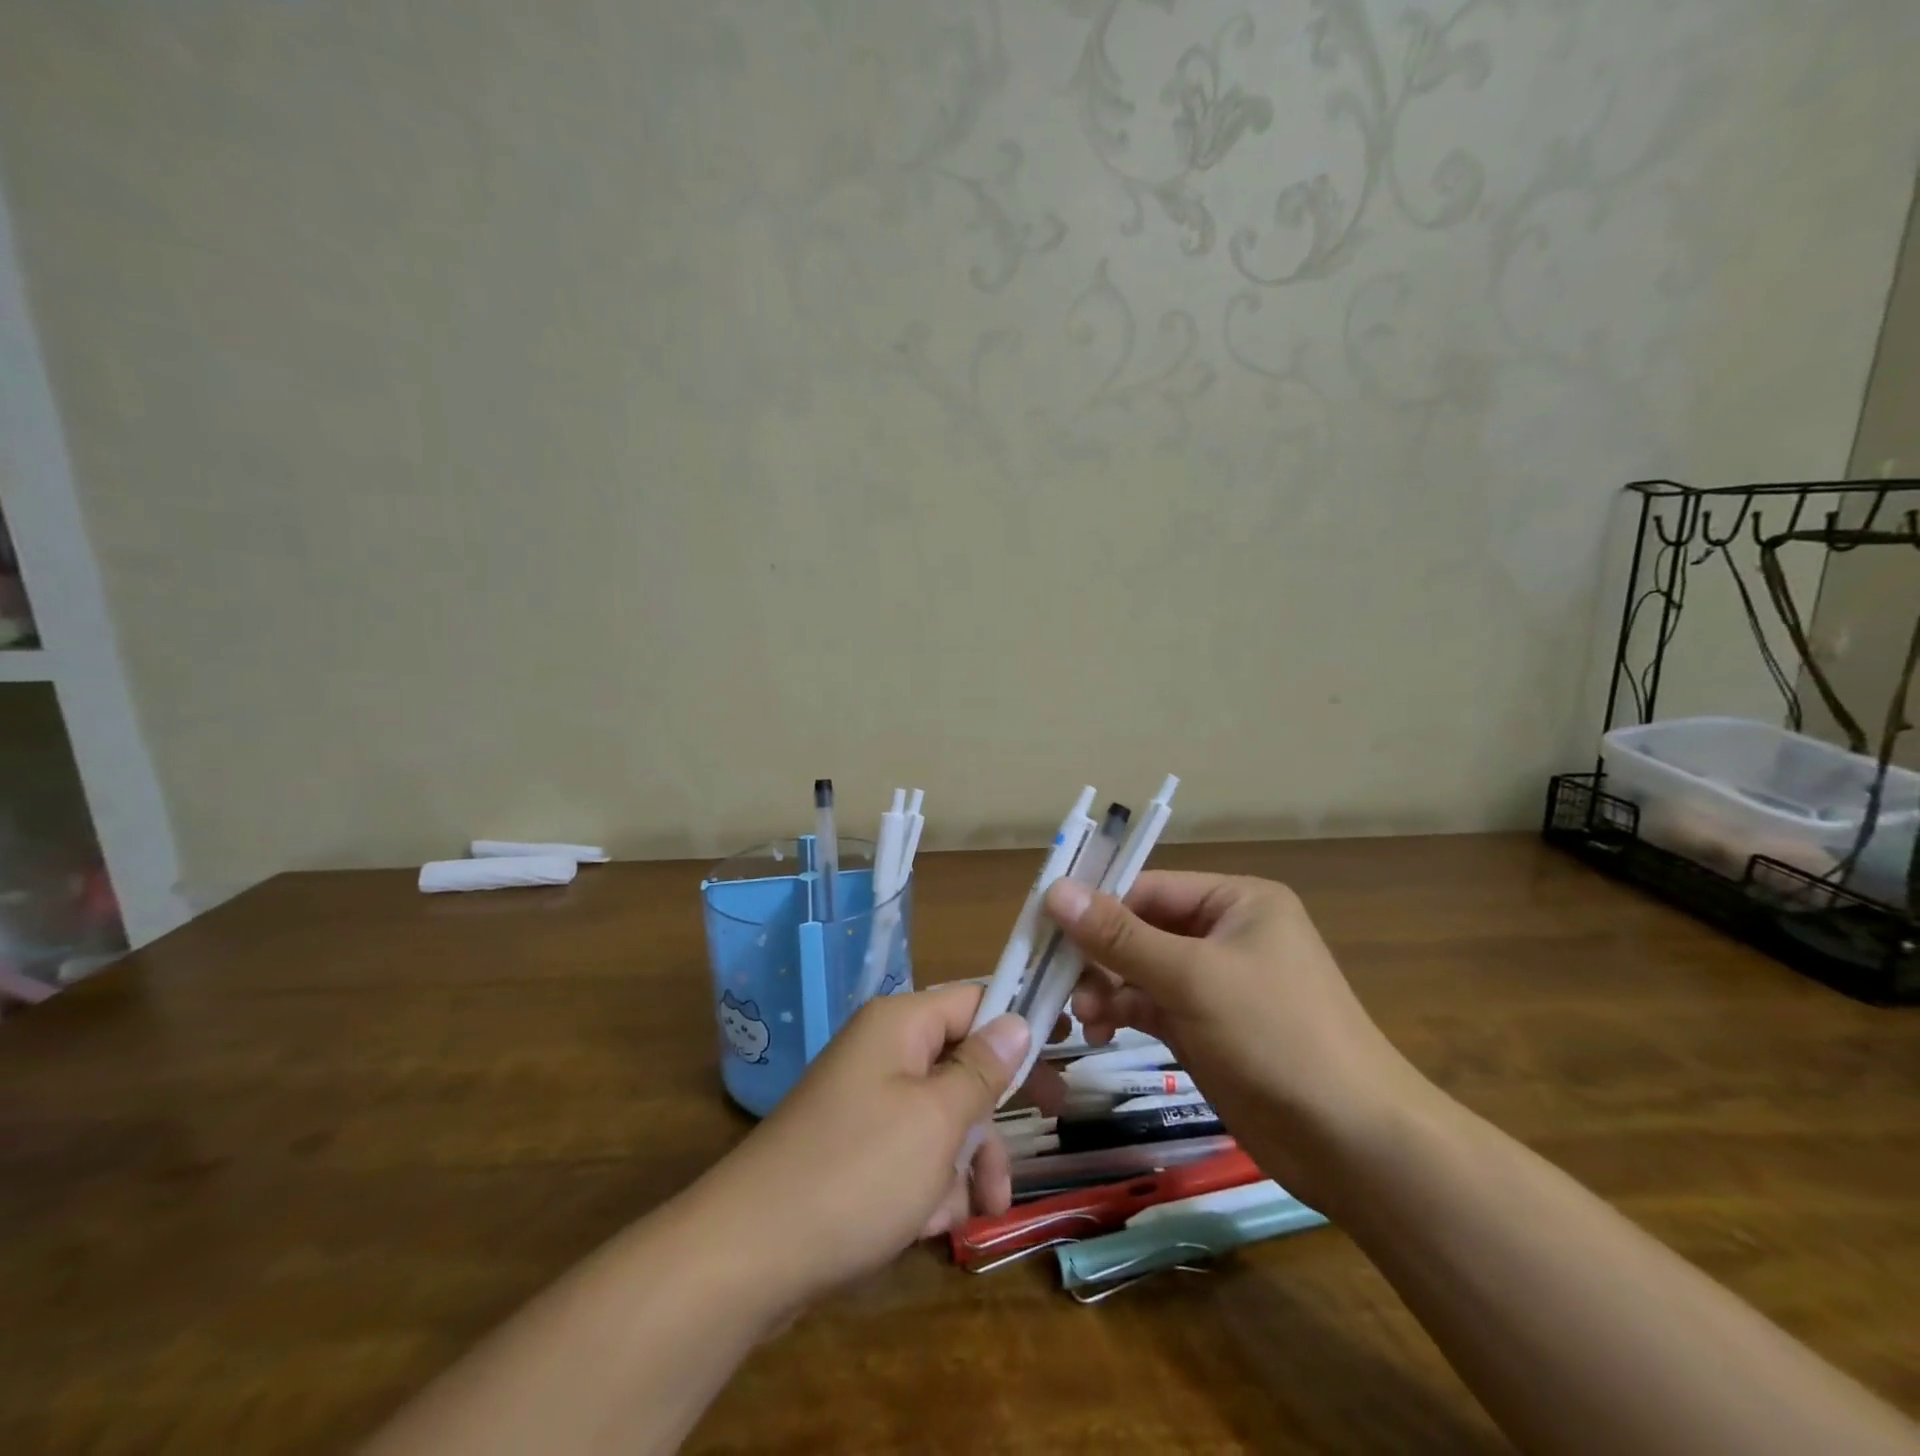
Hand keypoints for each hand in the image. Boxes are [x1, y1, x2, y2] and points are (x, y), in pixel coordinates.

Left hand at [694, 983, 1030, 1310]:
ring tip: (984, 1208)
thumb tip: (1017, 1020)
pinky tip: (933, 1226)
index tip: (1068, 1043)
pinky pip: (913, 1154)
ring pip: (943, 1116)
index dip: (1020, 1018)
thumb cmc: (857, 1172)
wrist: (748, 1256)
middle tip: (1054, 1116)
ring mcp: (867, 1103)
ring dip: (970, 1160)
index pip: (974, 999)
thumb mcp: (936, 1120)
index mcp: (900, 1025)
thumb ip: (982, 1070)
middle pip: (963, 1061)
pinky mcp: (856, 1151)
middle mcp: (883, 1053)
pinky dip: (932, 1185)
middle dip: (998, 1105)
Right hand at [1045, 871, 1426, 1210]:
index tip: (1044, 928)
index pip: (1148, 888)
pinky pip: (1152, 1007)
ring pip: (1141, 971)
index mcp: (1235, 901)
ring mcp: (1216, 984)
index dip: (1096, 906)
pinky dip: (1123, 1014)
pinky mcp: (1208, 1028)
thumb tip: (1054, 890)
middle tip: (1062, 984)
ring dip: (1107, 989)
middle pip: (1141, 930)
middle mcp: (1225, 934)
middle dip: (1100, 957)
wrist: (1353, 1143)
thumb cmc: (1275, 1034)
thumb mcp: (1192, 977)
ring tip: (1084, 1017)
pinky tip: (1100, 1033)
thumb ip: (1119, 935)